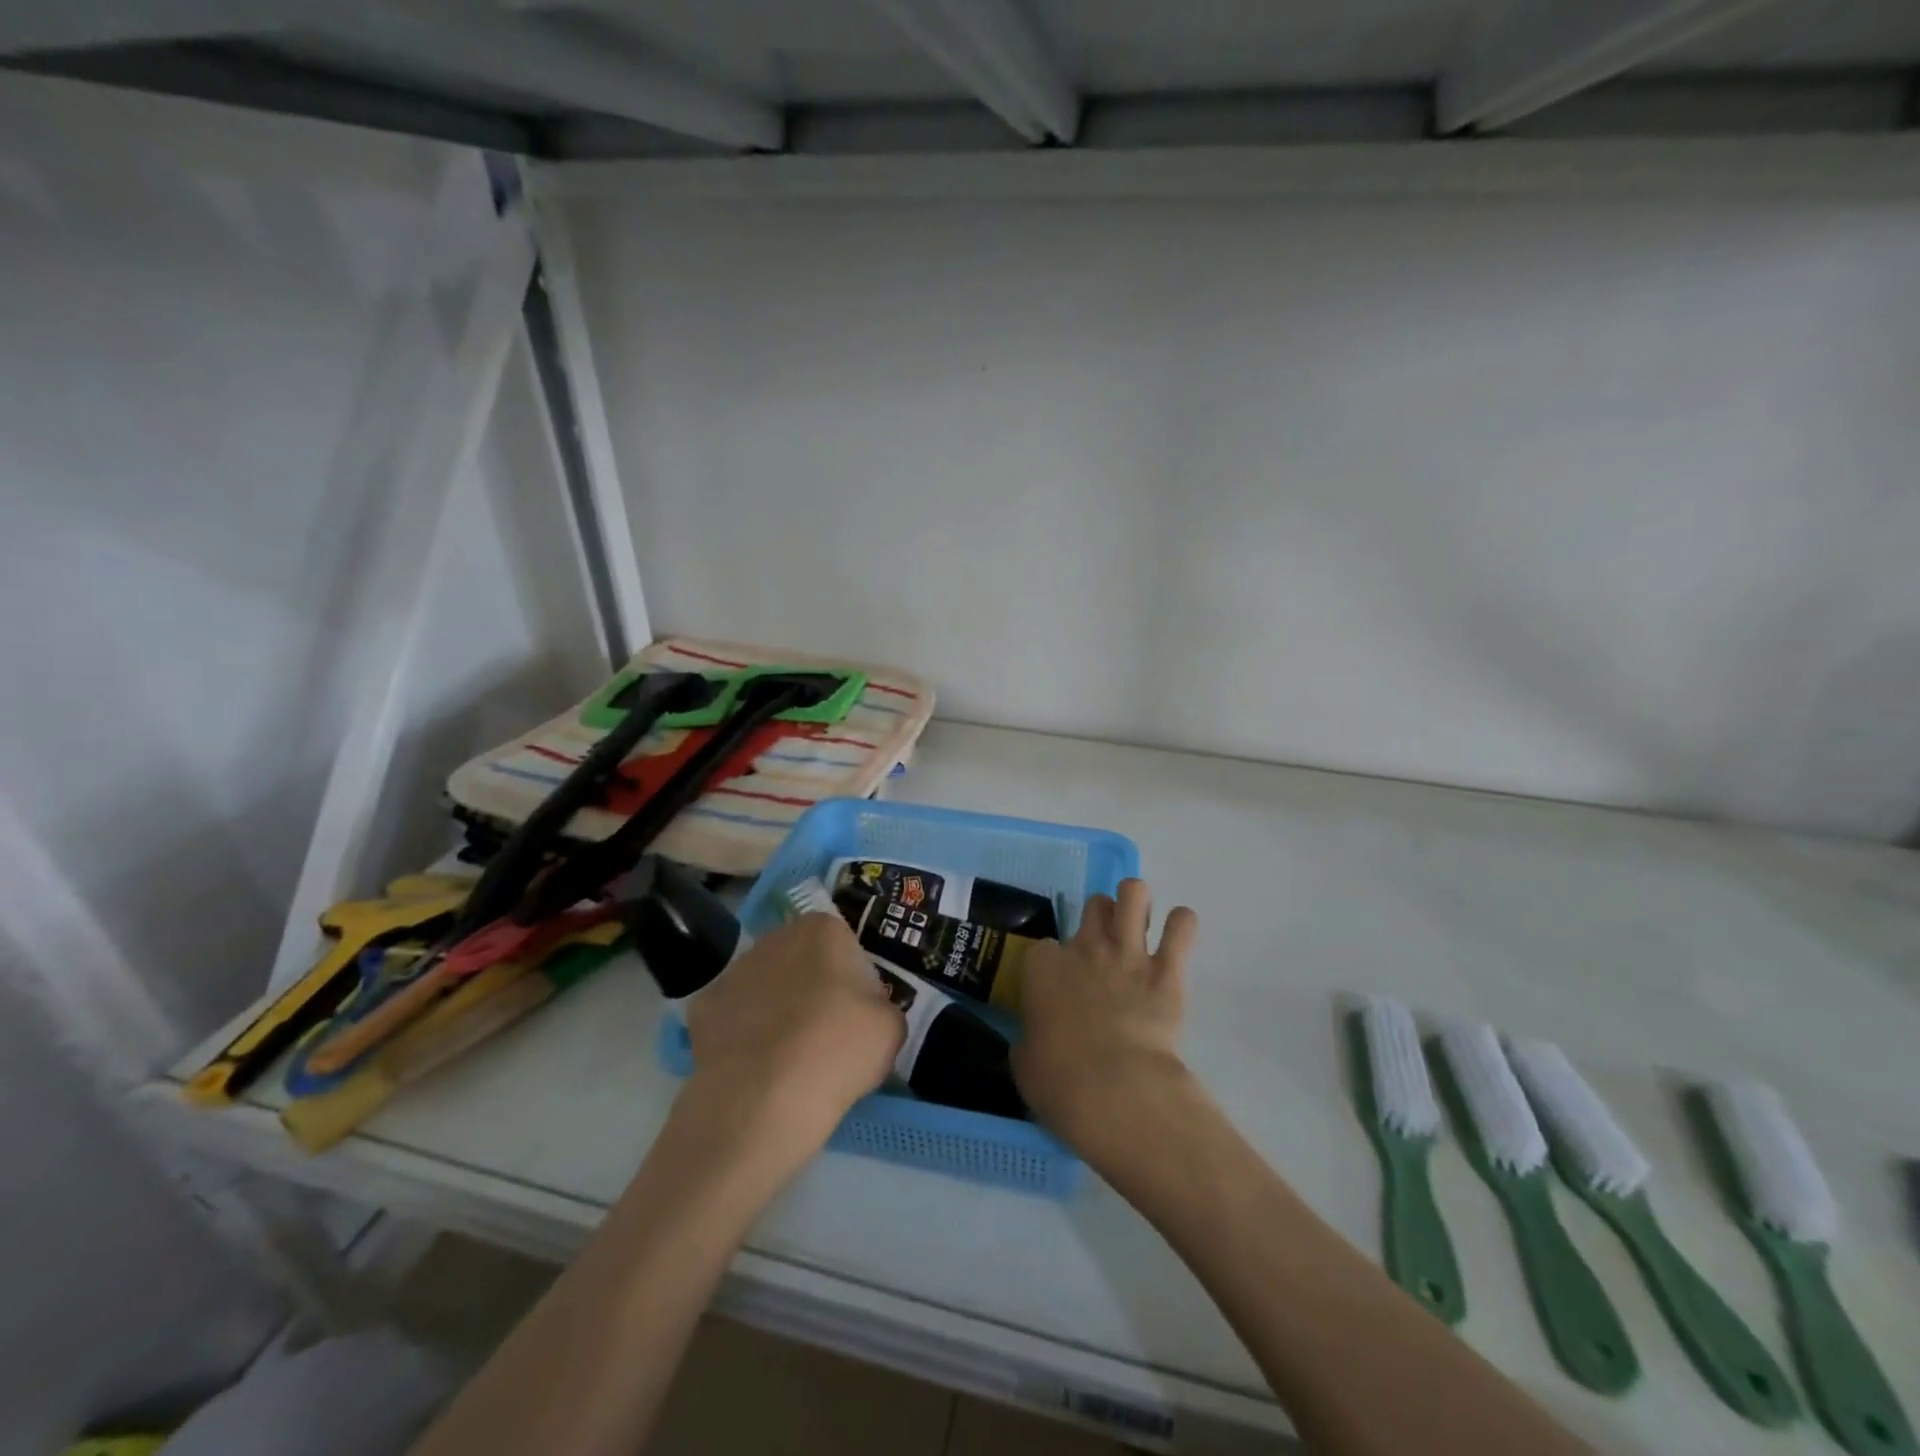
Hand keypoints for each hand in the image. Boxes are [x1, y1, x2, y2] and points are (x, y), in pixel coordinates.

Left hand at [682, 912, 903, 1163]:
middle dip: (812, 986)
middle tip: (825, 1033)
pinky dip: (743, 1034)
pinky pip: (734, 1016)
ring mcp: (733, 971)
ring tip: (787, 1055)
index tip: (857, 1014)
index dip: (854, 980)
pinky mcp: (702, 1008)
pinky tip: (755, 1065)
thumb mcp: (892, 1027)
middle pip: (802, 959)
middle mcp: (775, 938)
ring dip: (776, 1006)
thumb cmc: (838, 1050)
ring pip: (765, 984)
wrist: (764, 1102)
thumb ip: (882, 1006)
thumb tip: (867, 1013)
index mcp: (823, 930)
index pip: (846, 945)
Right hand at [1013, 879, 1198, 1157]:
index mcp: (1043, 966)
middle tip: (1105, 944)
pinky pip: (1182, 927)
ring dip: (1137, 903)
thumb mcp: (1025, 1061)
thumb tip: (1035, 1043)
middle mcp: (1085, 948)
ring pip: (1134, 894)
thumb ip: (1031, 1040)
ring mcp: (1128, 954)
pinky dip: (1181, 926)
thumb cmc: (1059, 1081)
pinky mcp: (1167, 970)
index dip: (1054, 964)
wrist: (1114, 1090)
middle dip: (1100, 918)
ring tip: (1141, 923)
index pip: (1044, 947)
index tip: (1059, 986)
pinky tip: (1178, 935)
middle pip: (1093, 905)